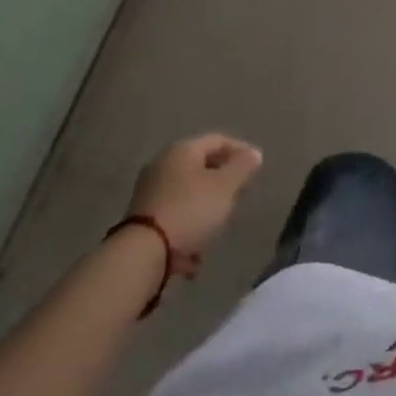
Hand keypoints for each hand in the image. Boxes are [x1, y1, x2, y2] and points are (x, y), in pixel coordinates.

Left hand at [127, 134, 262, 276]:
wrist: (142, 253)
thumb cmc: (190, 210)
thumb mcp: (225, 186)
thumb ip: (242, 167)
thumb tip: (254, 153)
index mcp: (182, 150)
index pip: (218, 140)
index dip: (239, 150)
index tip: (255, 167)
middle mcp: (162, 164)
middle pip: (200, 167)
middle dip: (221, 181)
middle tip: (238, 195)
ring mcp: (148, 191)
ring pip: (186, 194)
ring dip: (204, 209)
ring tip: (217, 228)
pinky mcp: (141, 219)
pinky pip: (173, 216)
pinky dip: (186, 228)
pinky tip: (193, 254)